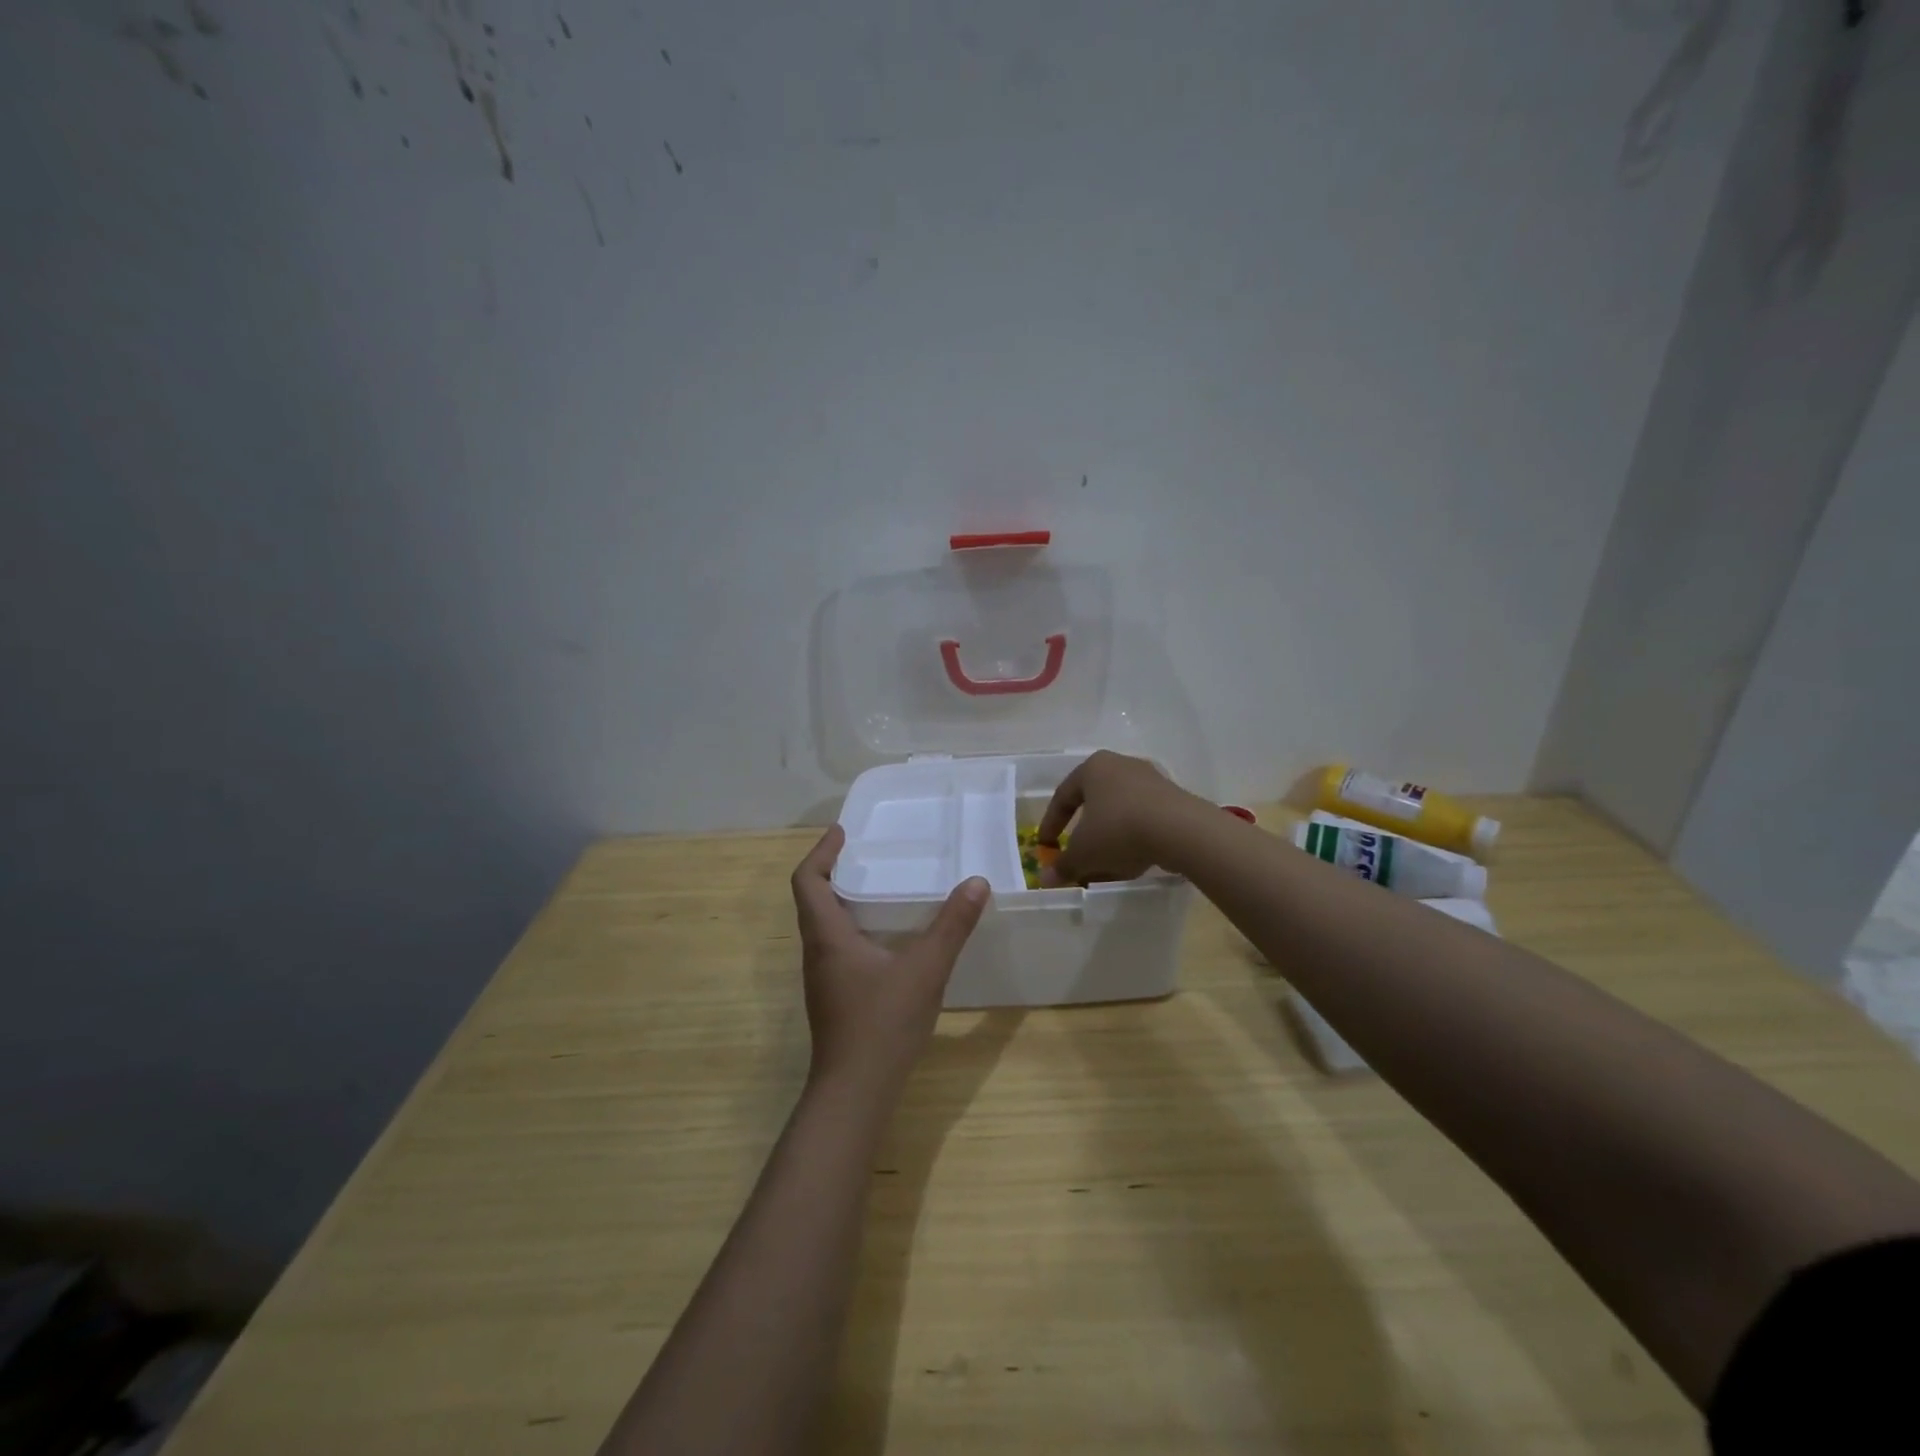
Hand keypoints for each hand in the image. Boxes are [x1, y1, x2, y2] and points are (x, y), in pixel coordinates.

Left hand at [790, 825, 989, 1097]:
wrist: (855, 1092)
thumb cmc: (882, 1023)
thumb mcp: (925, 969)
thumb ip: (952, 926)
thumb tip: (976, 883)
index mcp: (827, 936)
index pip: (807, 880)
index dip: (821, 852)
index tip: (843, 832)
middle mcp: (817, 952)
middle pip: (813, 899)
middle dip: (835, 871)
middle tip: (869, 854)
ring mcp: (824, 977)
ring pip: (825, 925)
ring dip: (844, 900)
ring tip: (881, 886)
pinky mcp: (835, 997)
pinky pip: (838, 947)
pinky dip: (855, 927)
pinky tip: (889, 937)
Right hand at [1038, 750, 1211, 886]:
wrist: (1181, 830)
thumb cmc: (1119, 830)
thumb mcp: (1084, 853)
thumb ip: (1063, 865)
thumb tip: (1045, 879)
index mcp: (1093, 768)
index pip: (1063, 796)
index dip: (1050, 824)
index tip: (1046, 847)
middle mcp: (1121, 766)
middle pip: (1094, 804)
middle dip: (1084, 835)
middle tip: (1077, 857)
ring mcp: (1150, 780)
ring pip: (1120, 814)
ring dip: (1109, 840)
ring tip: (1106, 867)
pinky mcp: (1173, 799)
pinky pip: (1143, 820)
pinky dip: (1133, 840)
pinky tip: (1133, 863)